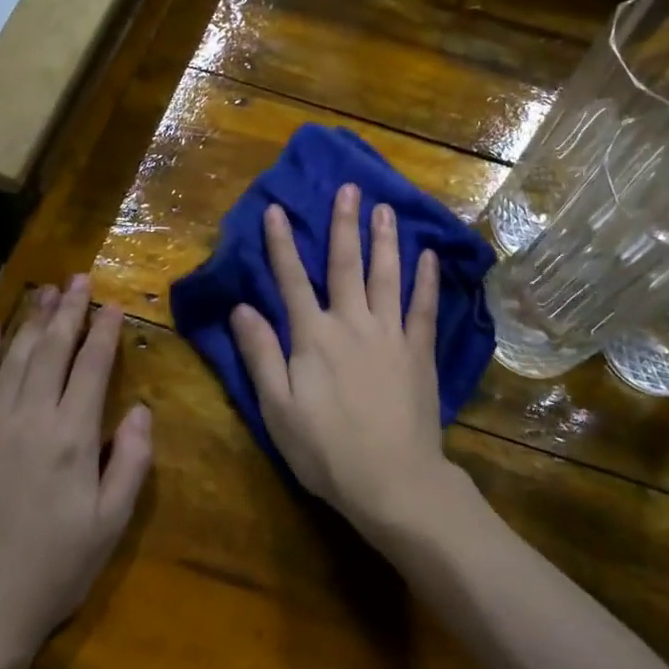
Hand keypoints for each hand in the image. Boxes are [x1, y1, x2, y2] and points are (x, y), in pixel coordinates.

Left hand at [0, 276, 152, 668]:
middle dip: (69, 311)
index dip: (104, 332)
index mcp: (72, 438)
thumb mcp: (111, 524)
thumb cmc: (54, 572)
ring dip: (31, 322)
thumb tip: (139, 409)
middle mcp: (29, 421)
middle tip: (79, 278)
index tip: (114, 304)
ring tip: (45, 291)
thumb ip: (130, 461)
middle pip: (52, 351)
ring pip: (13, 360)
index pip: (92, 368)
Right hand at [229, 184, 461, 541]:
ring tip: (385, 208)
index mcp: (313, 337)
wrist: (392, 480)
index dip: (281, 244)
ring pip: (387, 276)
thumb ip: (261, 354)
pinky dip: (425, 280)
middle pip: (346, 265)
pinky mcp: (420, 352)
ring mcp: (391, 335)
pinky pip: (424, 308)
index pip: (292, 280)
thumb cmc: (326, 450)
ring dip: (385, 240)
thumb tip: (242, 308)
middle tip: (348, 188)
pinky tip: (427, 256)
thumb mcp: (278, 407)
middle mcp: (352, 324)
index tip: (275, 209)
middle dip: (343, 224)